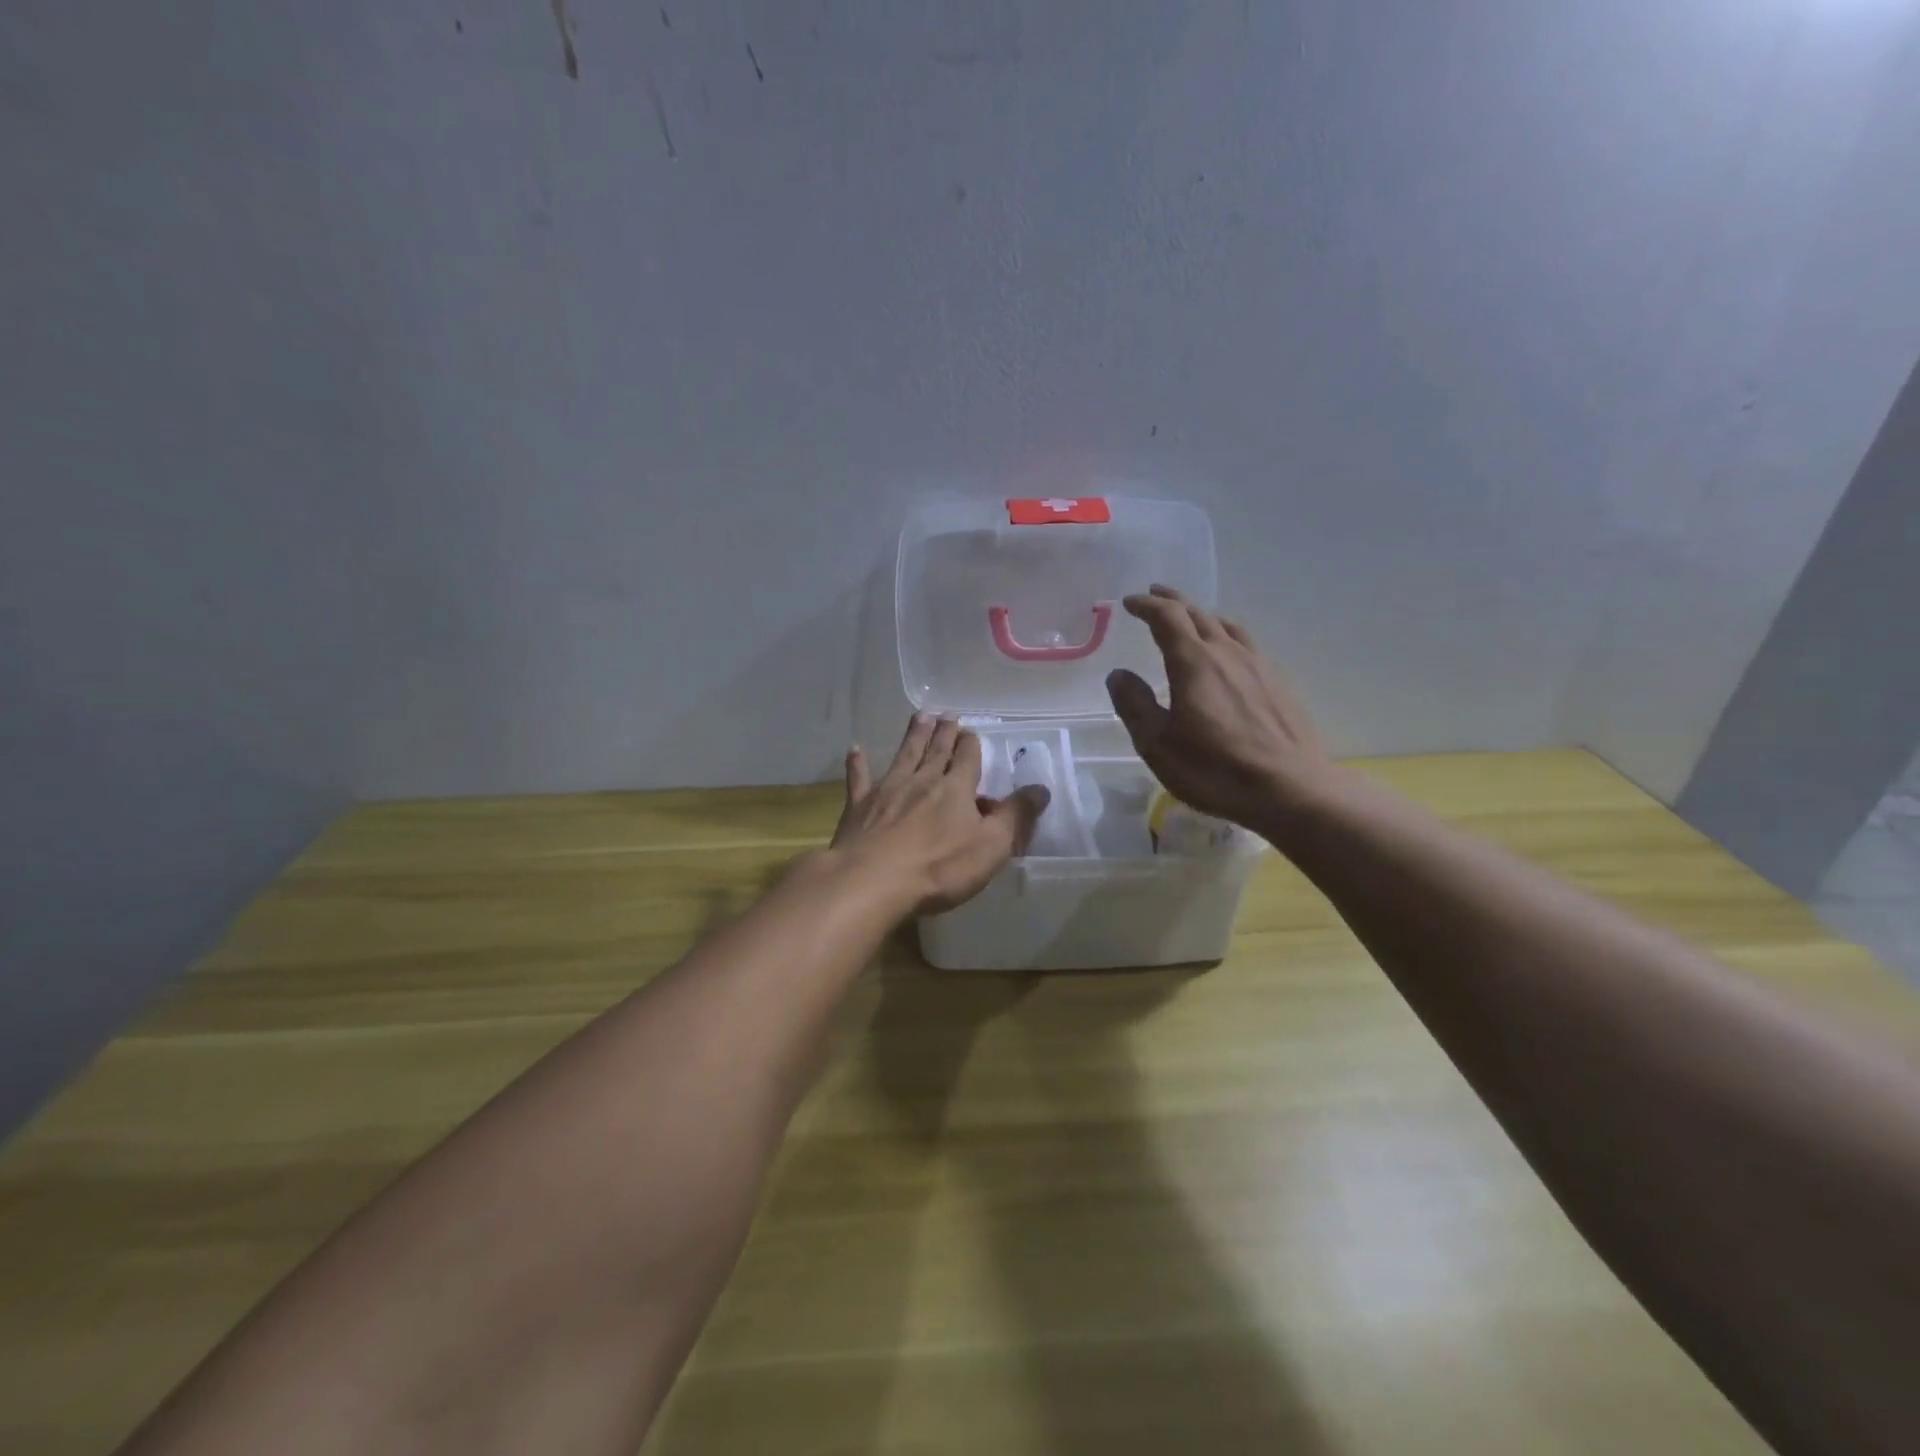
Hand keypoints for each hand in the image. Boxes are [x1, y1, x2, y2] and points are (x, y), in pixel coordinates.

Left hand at [830, 714, 1050, 916]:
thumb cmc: (939, 868)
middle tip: (947, 715)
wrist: (872, 881)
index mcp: (955, 790)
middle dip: (944, 733)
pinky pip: (859, 779)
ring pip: (904, 756)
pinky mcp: (859, 807)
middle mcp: (922, 781)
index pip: (968, 760)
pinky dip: (858, 763)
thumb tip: (1040, 789)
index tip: (971, 731)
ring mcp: (887, 791)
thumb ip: (1016, 817)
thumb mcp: (991, 847)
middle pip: (936, 752)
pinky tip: (855, 749)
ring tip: (919, 717)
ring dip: (913, 736)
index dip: (971, 745)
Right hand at [1105, 585, 1337, 834]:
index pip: (1167, 617)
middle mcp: (1227, 653)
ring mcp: (1258, 665)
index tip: (1130, 602)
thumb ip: (1135, 705)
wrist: (1290, 789)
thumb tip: (1119, 674)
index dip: (1147, 605)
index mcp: (1194, 662)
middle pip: (1198, 614)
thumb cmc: (1214, 769)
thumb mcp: (1158, 744)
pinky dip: (1226, 635)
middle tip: (1155, 596)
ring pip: (1226, 626)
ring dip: (1202, 615)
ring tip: (1191, 618)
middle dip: (1173, 602)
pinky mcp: (1278, 682)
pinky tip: (1228, 652)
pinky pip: (1246, 643)